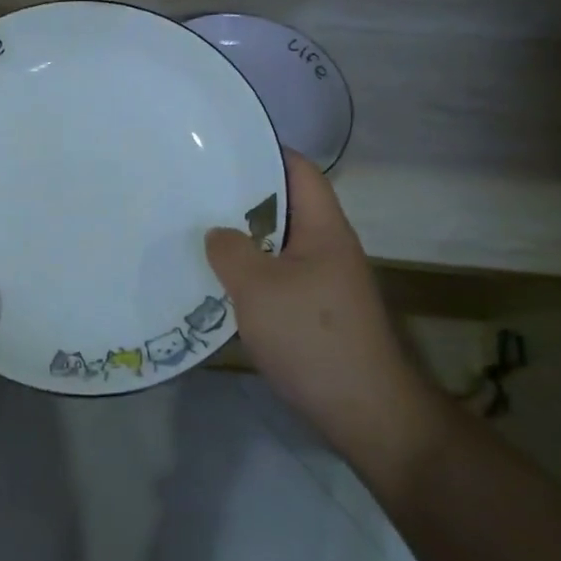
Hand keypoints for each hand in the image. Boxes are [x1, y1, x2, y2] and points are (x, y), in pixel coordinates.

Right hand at [205, 151, 448, 483]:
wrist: (365, 412)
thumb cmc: (313, 336)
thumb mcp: (259, 287)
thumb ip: (231, 250)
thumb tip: (218, 233)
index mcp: (323, 228)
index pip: (299, 170)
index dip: (264, 152)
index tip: (220, 149)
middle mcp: (328, 247)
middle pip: (285, 205)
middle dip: (242, 195)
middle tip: (196, 189)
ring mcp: (325, 281)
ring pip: (278, 243)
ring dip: (243, 237)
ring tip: (197, 230)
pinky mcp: (317, 312)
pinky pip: (278, 276)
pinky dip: (250, 272)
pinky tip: (218, 281)